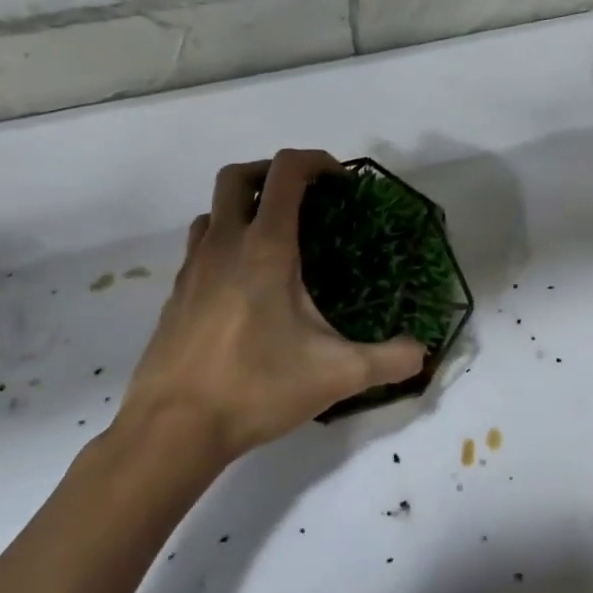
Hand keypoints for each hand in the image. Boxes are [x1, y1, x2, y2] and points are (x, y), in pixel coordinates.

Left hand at [115, 150, 425, 477]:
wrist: (169, 431)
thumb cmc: (255, 388)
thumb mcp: (336, 375)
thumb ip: (388, 359)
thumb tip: (422, 352)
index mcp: (266, 248)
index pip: (286, 172)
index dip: (317, 161)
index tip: (341, 182)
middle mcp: (225, 245)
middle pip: (238, 175)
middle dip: (272, 172)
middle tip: (304, 198)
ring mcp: (193, 268)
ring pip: (213, 210)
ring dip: (244, 207)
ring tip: (275, 239)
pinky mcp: (175, 295)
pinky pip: (200, 246)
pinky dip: (224, 243)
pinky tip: (246, 285)